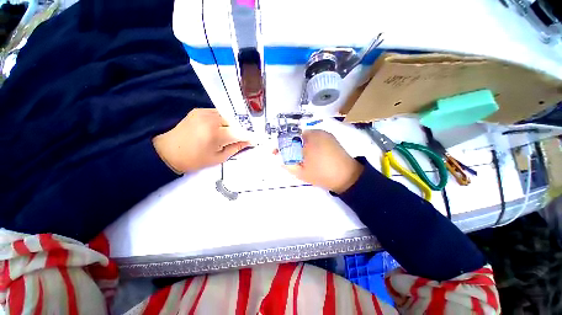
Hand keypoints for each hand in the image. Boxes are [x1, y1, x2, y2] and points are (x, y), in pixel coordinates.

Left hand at [153, 109, 249, 172]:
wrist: (168, 151)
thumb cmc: (195, 159)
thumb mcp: (219, 158)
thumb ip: (236, 148)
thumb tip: (249, 142)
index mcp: (215, 134)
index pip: (240, 133)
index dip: (250, 136)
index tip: (256, 140)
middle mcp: (211, 119)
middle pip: (235, 122)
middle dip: (240, 131)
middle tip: (241, 139)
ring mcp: (204, 112)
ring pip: (228, 117)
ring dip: (232, 125)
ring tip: (229, 135)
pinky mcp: (199, 110)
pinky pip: (219, 114)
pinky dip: (223, 121)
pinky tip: (219, 128)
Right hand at [283, 130, 362, 193]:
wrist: (347, 176)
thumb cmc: (322, 175)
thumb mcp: (301, 173)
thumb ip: (288, 165)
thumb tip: (280, 159)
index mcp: (307, 141)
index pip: (288, 139)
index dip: (281, 145)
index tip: (276, 152)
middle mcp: (316, 133)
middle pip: (296, 136)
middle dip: (290, 145)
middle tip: (290, 156)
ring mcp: (324, 134)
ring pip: (305, 136)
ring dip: (300, 144)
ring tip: (301, 156)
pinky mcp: (330, 137)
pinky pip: (315, 137)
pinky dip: (309, 143)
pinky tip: (311, 153)